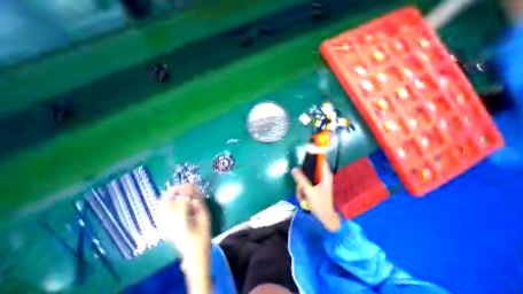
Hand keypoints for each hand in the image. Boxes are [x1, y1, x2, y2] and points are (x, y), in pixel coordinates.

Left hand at [165, 185, 209, 271]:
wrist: (194, 252)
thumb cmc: (202, 234)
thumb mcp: (204, 217)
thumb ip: (199, 203)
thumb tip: (194, 192)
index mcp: (181, 220)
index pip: (180, 199)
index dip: (186, 189)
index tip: (193, 184)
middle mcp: (169, 221)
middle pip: (166, 199)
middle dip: (176, 189)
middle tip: (187, 185)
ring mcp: (164, 223)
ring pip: (163, 202)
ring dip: (173, 193)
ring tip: (184, 190)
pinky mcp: (164, 225)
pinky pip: (165, 208)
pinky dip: (171, 200)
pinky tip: (180, 199)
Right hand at [288, 160, 341, 231]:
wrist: (325, 218)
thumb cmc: (320, 204)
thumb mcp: (309, 191)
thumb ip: (301, 180)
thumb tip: (294, 169)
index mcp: (325, 176)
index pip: (321, 161)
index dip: (314, 157)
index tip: (305, 156)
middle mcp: (322, 177)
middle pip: (308, 171)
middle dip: (302, 180)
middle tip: (301, 189)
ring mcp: (318, 182)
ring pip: (305, 179)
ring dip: (301, 188)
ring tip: (302, 196)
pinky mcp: (314, 187)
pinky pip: (305, 185)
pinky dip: (302, 191)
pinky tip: (303, 197)